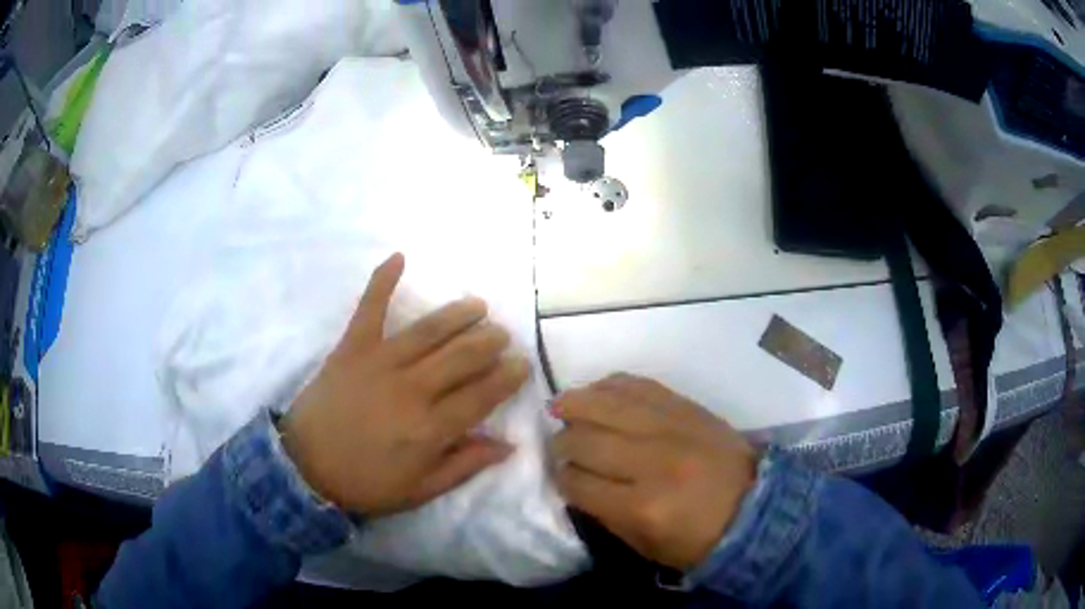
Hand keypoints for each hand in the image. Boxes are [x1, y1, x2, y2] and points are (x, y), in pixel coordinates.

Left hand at [281, 253, 529, 516]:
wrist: (305, 468)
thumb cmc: (365, 483)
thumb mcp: (421, 490)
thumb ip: (465, 465)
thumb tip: (508, 445)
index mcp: (430, 428)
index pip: (481, 395)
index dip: (507, 377)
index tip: (522, 364)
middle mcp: (412, 389)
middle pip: (461, 357)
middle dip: (489, 342)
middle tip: (502, 335)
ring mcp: (380, 363)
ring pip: (429, 331)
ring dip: (458, 314)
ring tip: (478, 305)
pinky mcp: (352, 348)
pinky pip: (369, 308)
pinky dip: (382, 281)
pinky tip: (399, 257)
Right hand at [550, 374, 756, 570]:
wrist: (755, 507)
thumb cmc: (699, 539)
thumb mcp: (646, 545)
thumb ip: (605, 514)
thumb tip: (575, 482)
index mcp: (641, 506)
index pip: (578, 482)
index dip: (561, 479)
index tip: (558, 476)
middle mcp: (652, 461)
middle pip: (585, 440)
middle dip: (562, 444)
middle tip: (558, 446)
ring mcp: (671, 428)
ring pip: (607, 404)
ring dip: (575, 403)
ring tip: (559, 407)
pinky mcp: (687, 408)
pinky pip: (639, 385)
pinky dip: (612, 386)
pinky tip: (597, 392)